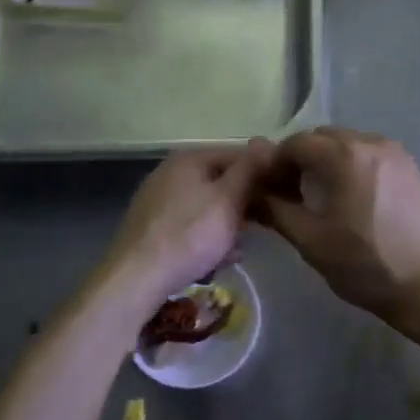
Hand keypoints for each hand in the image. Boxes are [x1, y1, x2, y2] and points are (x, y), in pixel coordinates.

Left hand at [101, 142, 274, 311]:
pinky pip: (191, 225)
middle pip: (222, 181)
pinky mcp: (152, 227)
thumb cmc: (189, 235)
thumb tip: (267, 141)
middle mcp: (171, 172)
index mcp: (190, 159)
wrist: (135, 278)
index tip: (283, 197)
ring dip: (228, 226)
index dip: (264, 174)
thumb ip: (250, 170)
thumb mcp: (228, 200)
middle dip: (245, 205)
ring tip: (238, 250)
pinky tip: (215, 260)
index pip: (239, 155)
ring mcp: (159, 199)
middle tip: (264, 227)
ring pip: (208, 206)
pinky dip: (206, 238)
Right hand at [258, 127, 419, 324]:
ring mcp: (398, 155)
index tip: (268, 191)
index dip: (275, 164)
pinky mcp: (414, 170)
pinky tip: (353, 202)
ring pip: (349, 145)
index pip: (295, 143)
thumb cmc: (368, 266)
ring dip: (328, 162)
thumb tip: (255, 194)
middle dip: (302, 159)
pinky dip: (353, 168)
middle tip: (291, 194)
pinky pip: (372, 157)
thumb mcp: (313, 242)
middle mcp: (372, 143)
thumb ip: (278, 210)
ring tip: (322, 199)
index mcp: (344, 155)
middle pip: (323, 138)